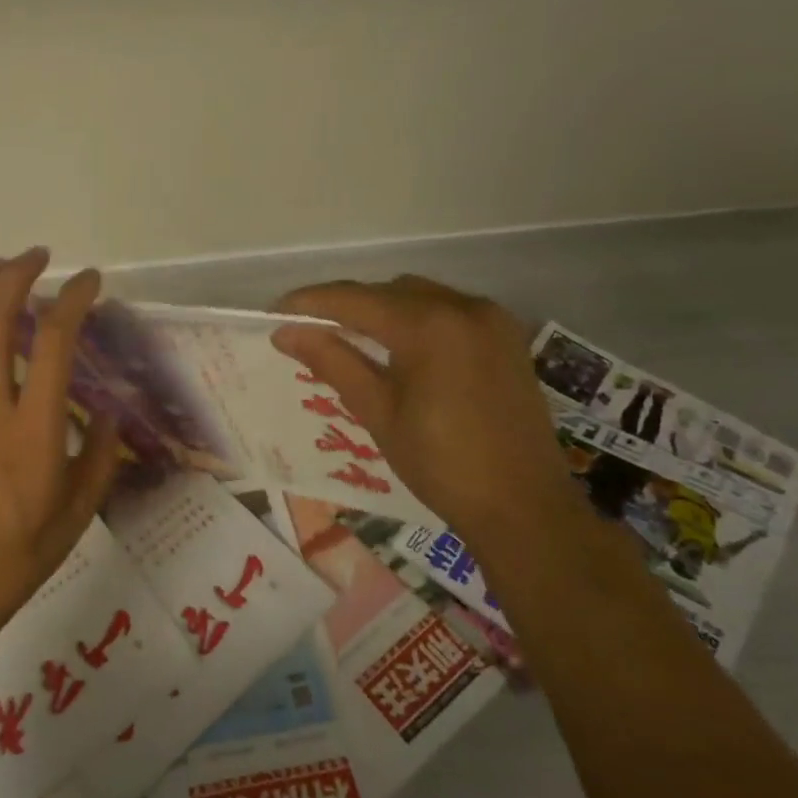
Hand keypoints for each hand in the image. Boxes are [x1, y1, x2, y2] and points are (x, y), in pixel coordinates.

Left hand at [0, 248, 121, 635]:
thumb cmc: (21, 553)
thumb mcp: (79, 511)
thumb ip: (100, 455)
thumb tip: (108, 414)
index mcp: (33, 431)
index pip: (54, 343)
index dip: (73, 300)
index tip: (90, 281)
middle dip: (16, 275)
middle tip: (39, 256)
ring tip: (0, 266)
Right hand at [270, 275, 582, 544]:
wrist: (523, 506)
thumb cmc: (441, 464)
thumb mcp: (378, 412)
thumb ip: (332, 361)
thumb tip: (285, 333)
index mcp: (428, 325)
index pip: (354, 300)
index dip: (309, 303)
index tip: (274, 314)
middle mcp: (462, 307)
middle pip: (386, 290)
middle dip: (344, 305)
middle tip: (308, 330)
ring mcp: (490, 319)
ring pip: (418, 295)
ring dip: (380, 308)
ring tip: (349, 338)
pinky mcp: (505, 336)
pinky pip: (447, 309)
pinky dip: (414, 318)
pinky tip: (397, 346)